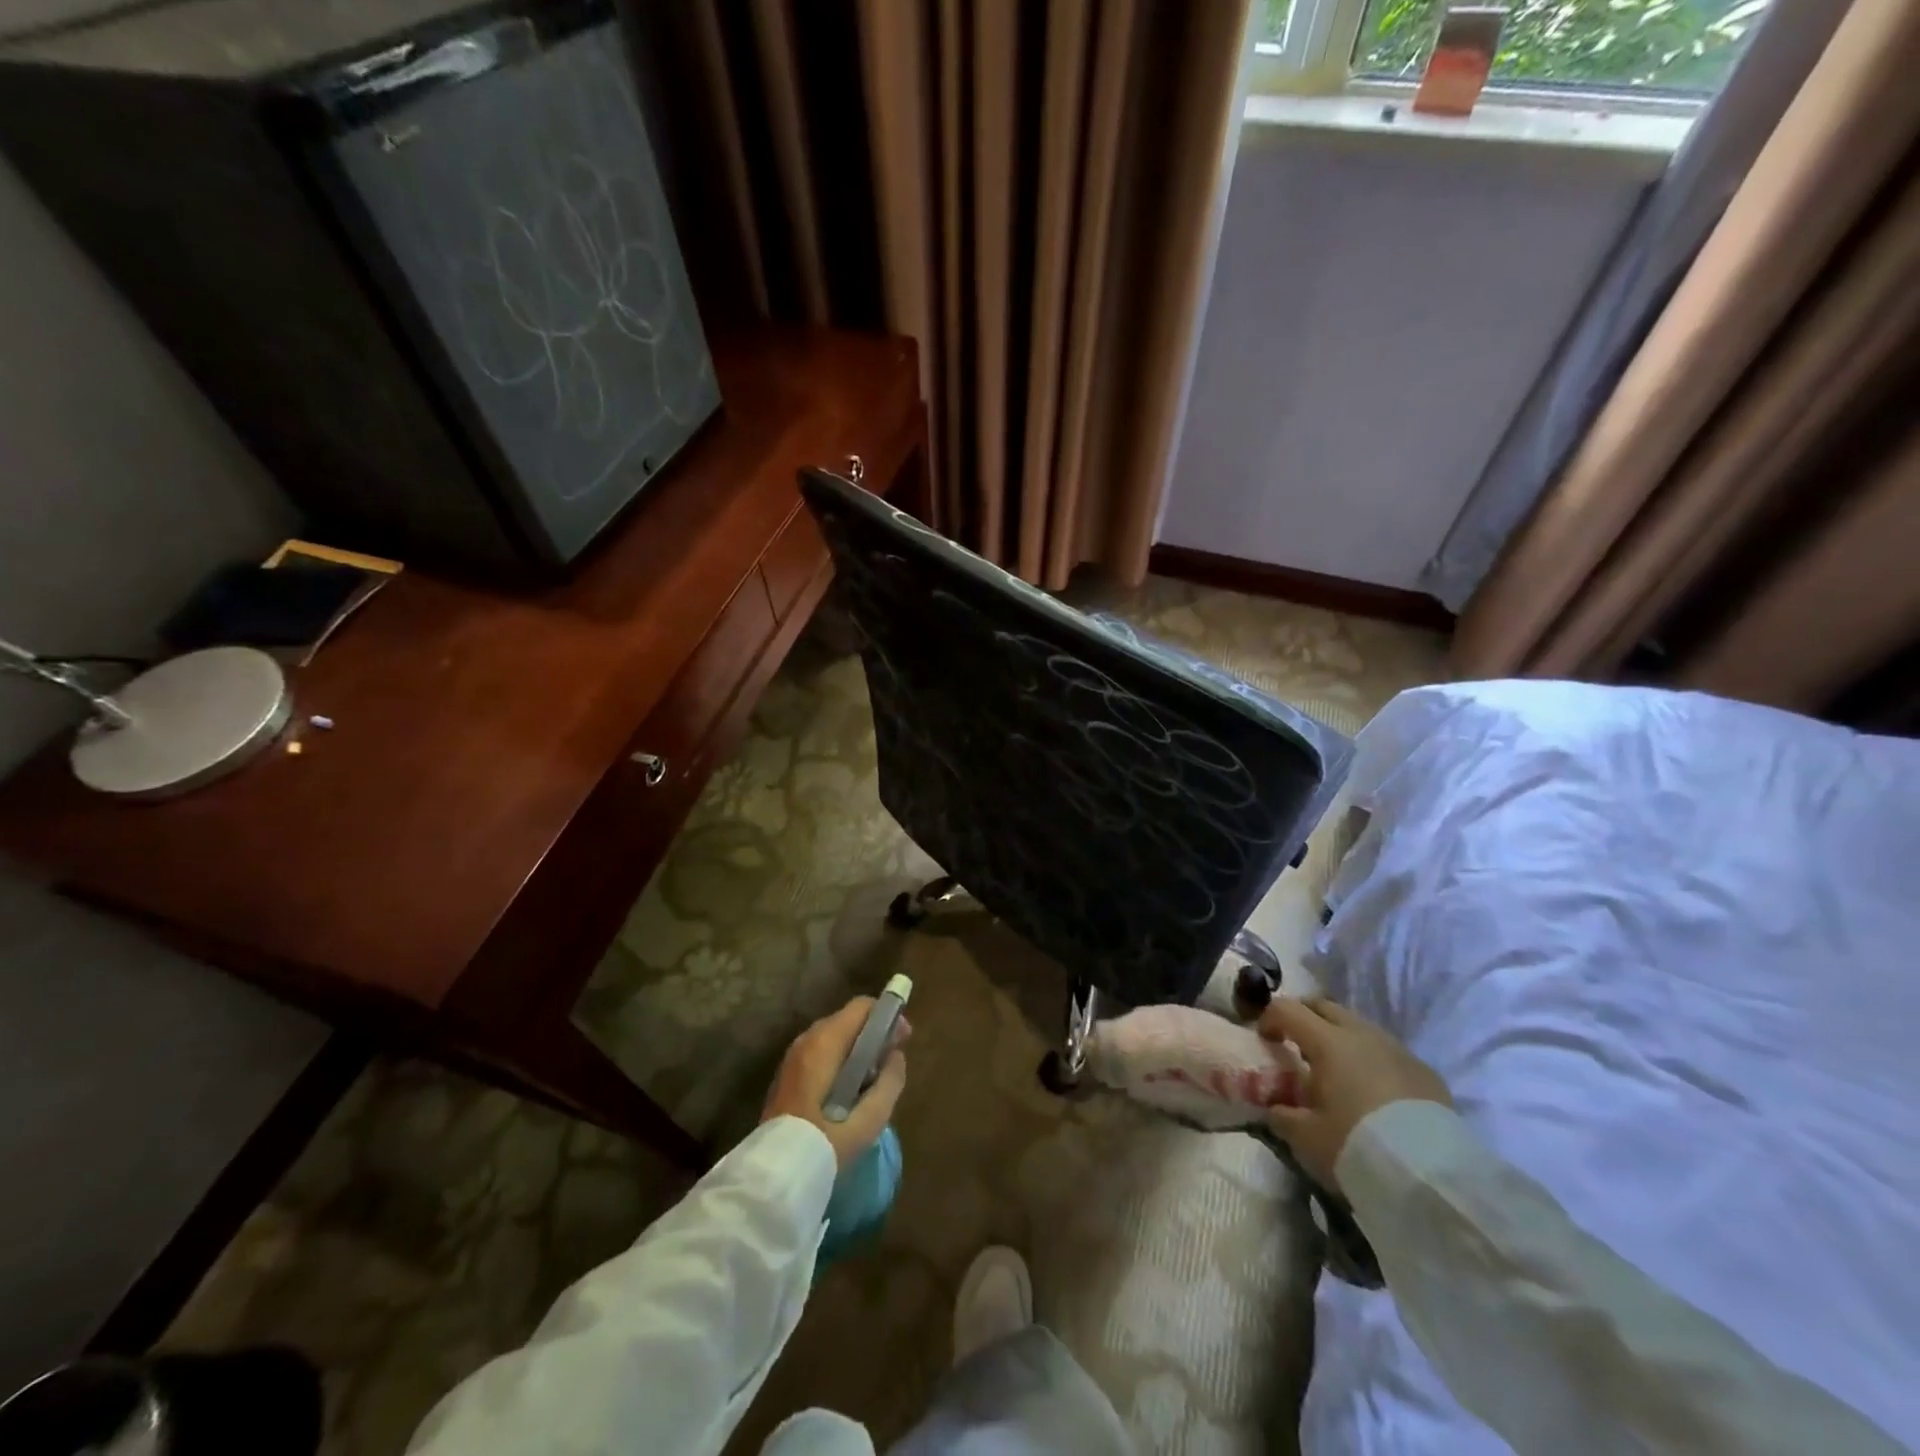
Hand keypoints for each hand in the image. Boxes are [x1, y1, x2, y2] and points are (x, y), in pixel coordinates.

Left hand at [761, 997, 909, 1169]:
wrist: (776, 1174)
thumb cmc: (826, 1142)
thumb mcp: (869, 1119)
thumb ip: (890, 1082)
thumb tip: (896, 1056)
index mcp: (825, 1042)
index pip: (862, 1007)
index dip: (887, 1017)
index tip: (903, 1039)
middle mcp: (806, 1039)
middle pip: (848, 1020)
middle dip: (873, 1033)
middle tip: (892, 1059)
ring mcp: (793, 1056)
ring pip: (833, 1036)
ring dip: (856, 1048)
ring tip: (874, 1077)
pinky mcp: (786, 1074)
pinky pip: (820, 1053)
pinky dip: (839, 1059)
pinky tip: (848, 1088)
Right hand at [1259, 997, 1450, 1191]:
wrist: (1432, 1178)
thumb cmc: (1357, 1147)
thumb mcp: (1306, 1137)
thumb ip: (1283, 1115)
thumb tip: (1274, 1107)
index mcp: (1328, 1041)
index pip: (1287, 1009)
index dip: (1269, 1018)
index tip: (1265, 1040)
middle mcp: (1362, 1034)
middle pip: (1324, 1006)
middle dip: (1304, 1017)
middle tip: (1295, 1044)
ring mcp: (1398, 1050)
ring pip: (1359, 1025)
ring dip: (1339, 1036)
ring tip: (1335, 1069)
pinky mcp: (1425, 1071)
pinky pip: (1388, 1051)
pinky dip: (1371, 1058)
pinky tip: (1373, 1090)